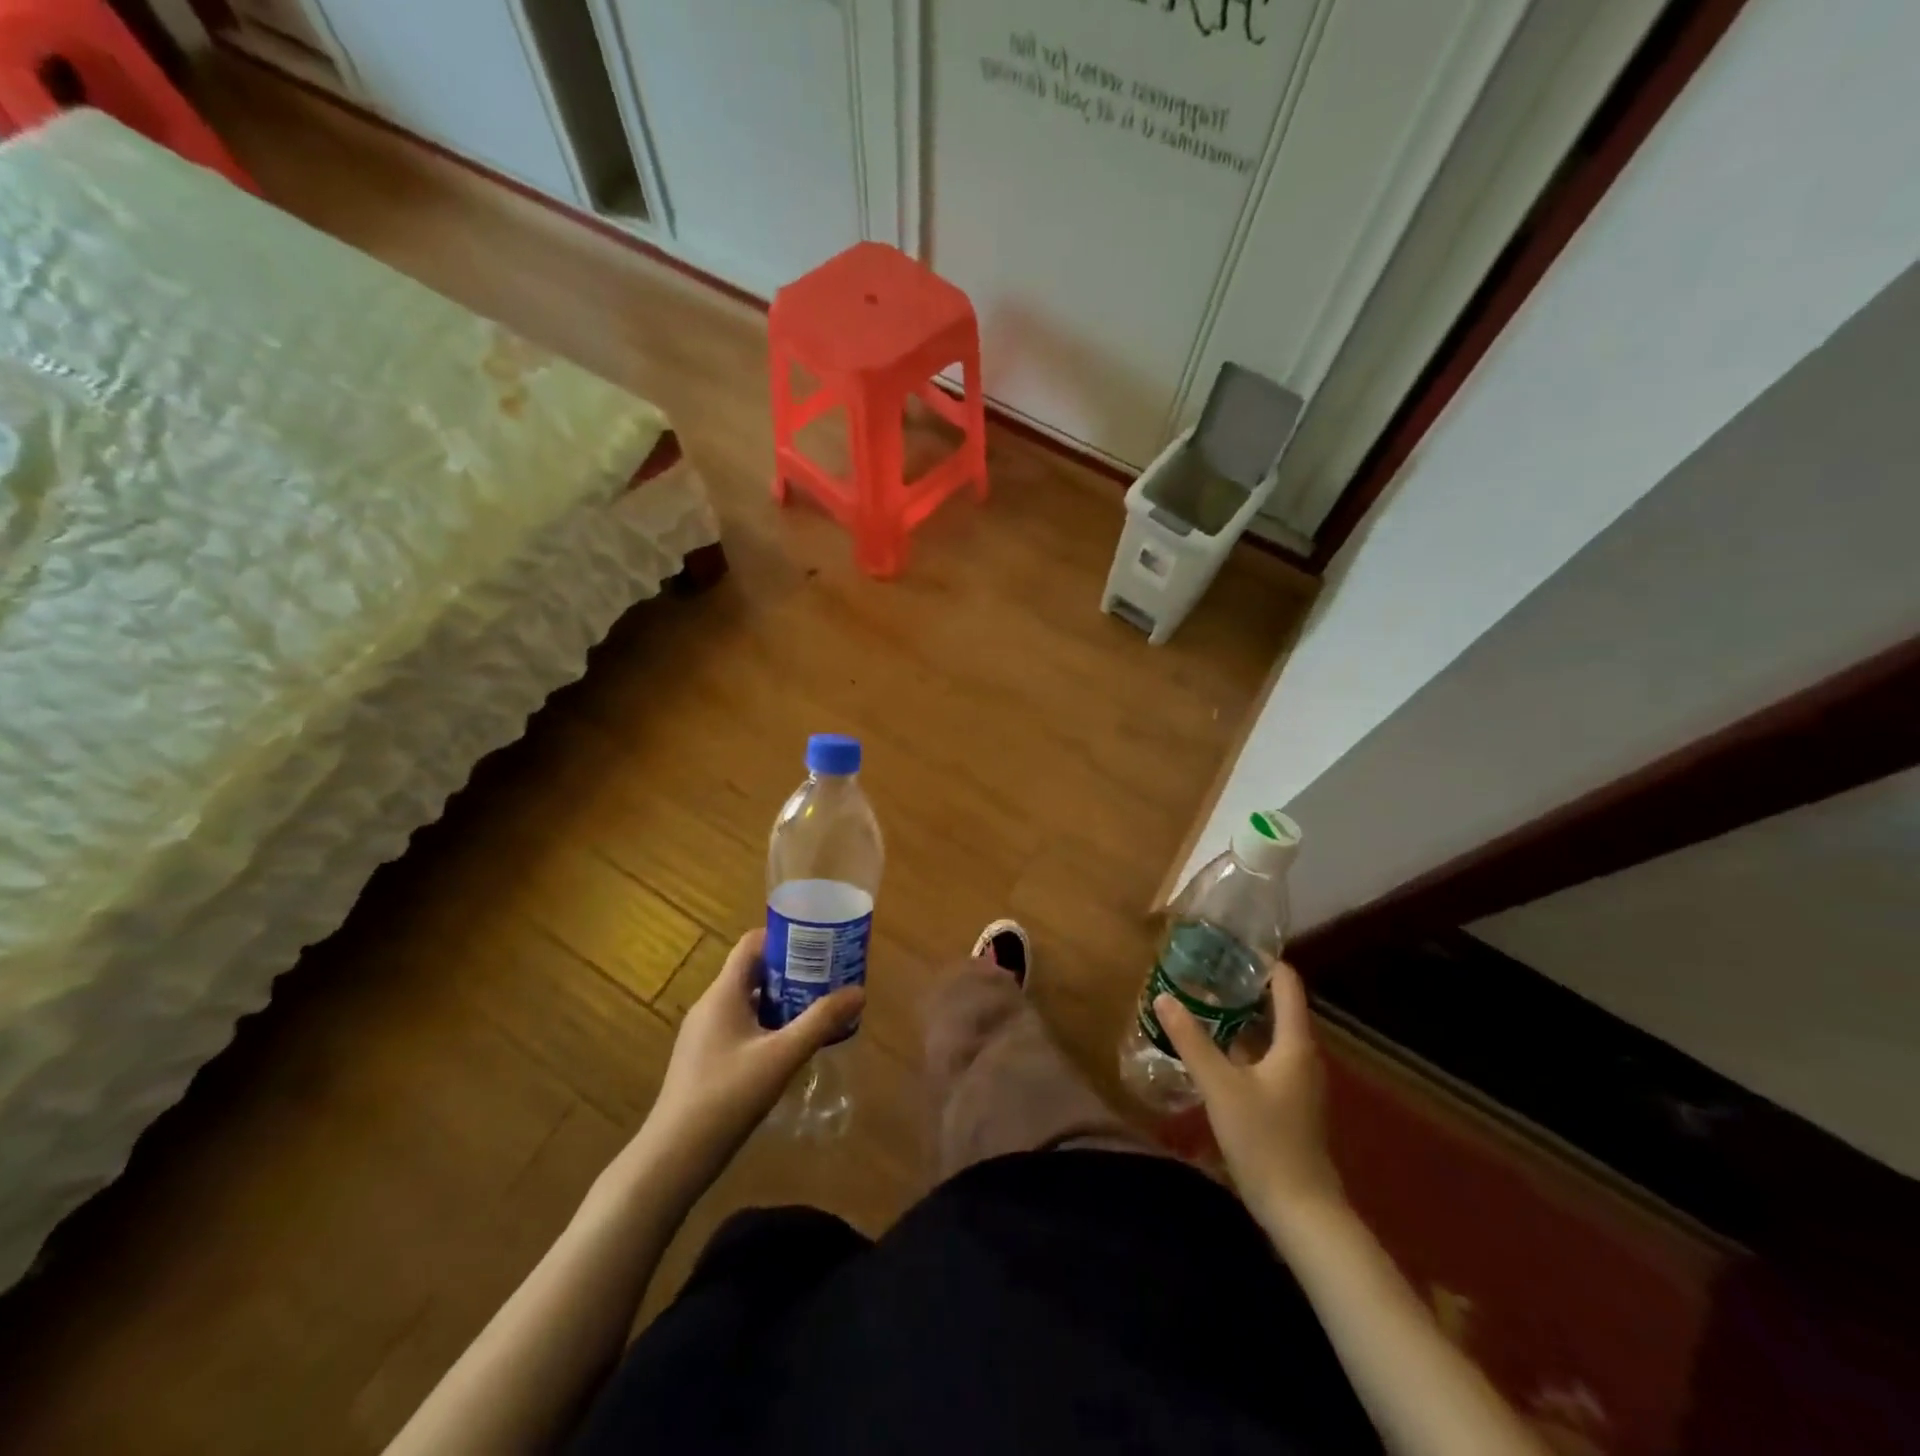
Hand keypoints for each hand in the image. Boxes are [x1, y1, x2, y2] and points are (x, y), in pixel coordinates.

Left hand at [645, 929, 863, 1176]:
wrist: (674, 1157)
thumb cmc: (727, 1096)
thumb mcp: (782, 1056)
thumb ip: (821, 1022)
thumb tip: (859, 991)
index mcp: (723, 994)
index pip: (752, 944)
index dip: (784, 937)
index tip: (818, 943)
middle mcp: (711, 1006)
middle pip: (754, 972)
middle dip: (792, 970)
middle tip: (828, 976)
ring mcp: (704, 1034)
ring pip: (749, 1001)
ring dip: (782, 1000)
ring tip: (818, 1008)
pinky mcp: (705, 1059)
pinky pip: (741, 1026)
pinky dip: (768, 1025)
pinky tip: (790, 1047)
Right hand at [1156, 961, 1344, 1239]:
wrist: (1301, 1212)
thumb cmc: (1264, 1140)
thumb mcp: (1220, 1086)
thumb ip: (1191, 1040)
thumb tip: (1163, 997)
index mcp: (1295, 1044)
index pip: (1287, 985)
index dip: (1263, 961)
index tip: (1229, 943)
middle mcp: (1302, 1056)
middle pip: (1277, 1007)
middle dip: (1243, 986)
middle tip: (1204, 968)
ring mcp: (1298, 1082)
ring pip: (1269, 1035)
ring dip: (1240, 1016)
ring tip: (1202, 1000)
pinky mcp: (1288, 1103)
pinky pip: (1265, 1058)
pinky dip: (1242, 1044)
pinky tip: (1212, 1048)